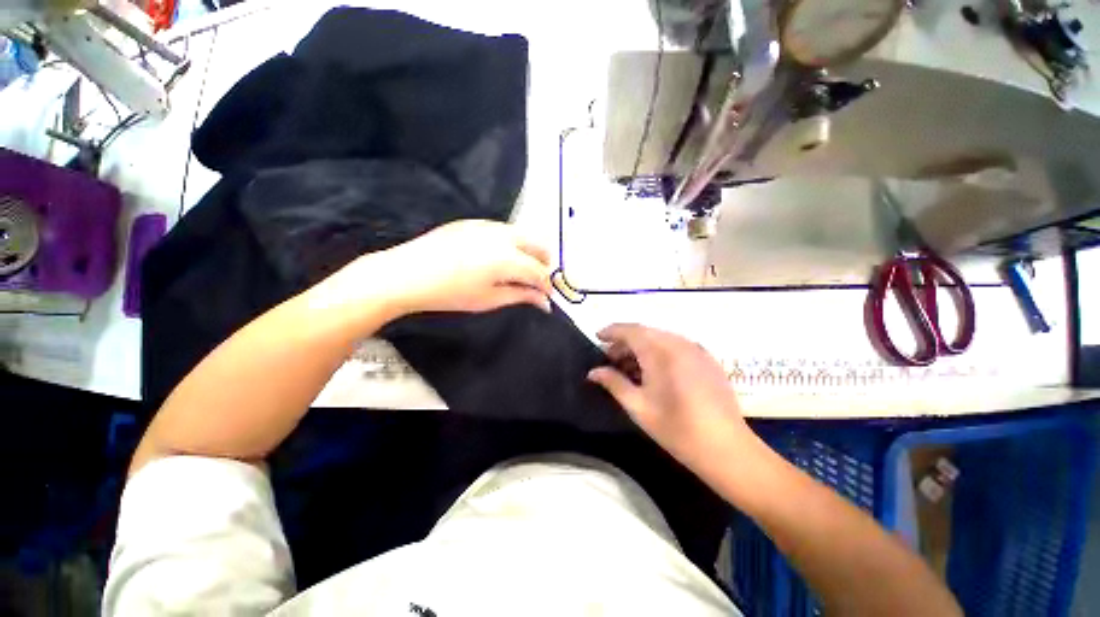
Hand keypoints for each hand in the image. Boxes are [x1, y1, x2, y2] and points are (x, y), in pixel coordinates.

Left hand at [319, 220, 552, 322]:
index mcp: (508, 258)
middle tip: (537, 281)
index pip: (539, 271)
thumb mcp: (489, 300)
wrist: (407, 273)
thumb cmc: (450, 293)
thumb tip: (544, 302)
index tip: (547, 296)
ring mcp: (488, 225)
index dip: (546, 285)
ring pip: (522, 234)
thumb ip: (521, 296)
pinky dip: (512, 243)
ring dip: (529, 251)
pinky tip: (499, 257)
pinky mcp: (474, 222)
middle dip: (543, 263)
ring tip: (519, 270)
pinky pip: (504, 230)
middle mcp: (503, 236)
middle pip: (538, 244)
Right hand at [587, 324, 754, 479]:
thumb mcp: (638, 407)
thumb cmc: (676, 429)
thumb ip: (613, 383)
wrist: (727, 449)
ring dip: (642, 346)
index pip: (630, 330)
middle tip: (610, 358)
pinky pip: (677, 345)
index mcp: (660, 352)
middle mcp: (679, 343)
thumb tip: (593, 372)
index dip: (612, 331)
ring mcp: (696, 349)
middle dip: (625, 341)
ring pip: (661, 337)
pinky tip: (654, 370)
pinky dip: (659, 350)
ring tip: (629, 366)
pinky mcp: (708, 359)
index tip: (597, 337)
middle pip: (645, 332)